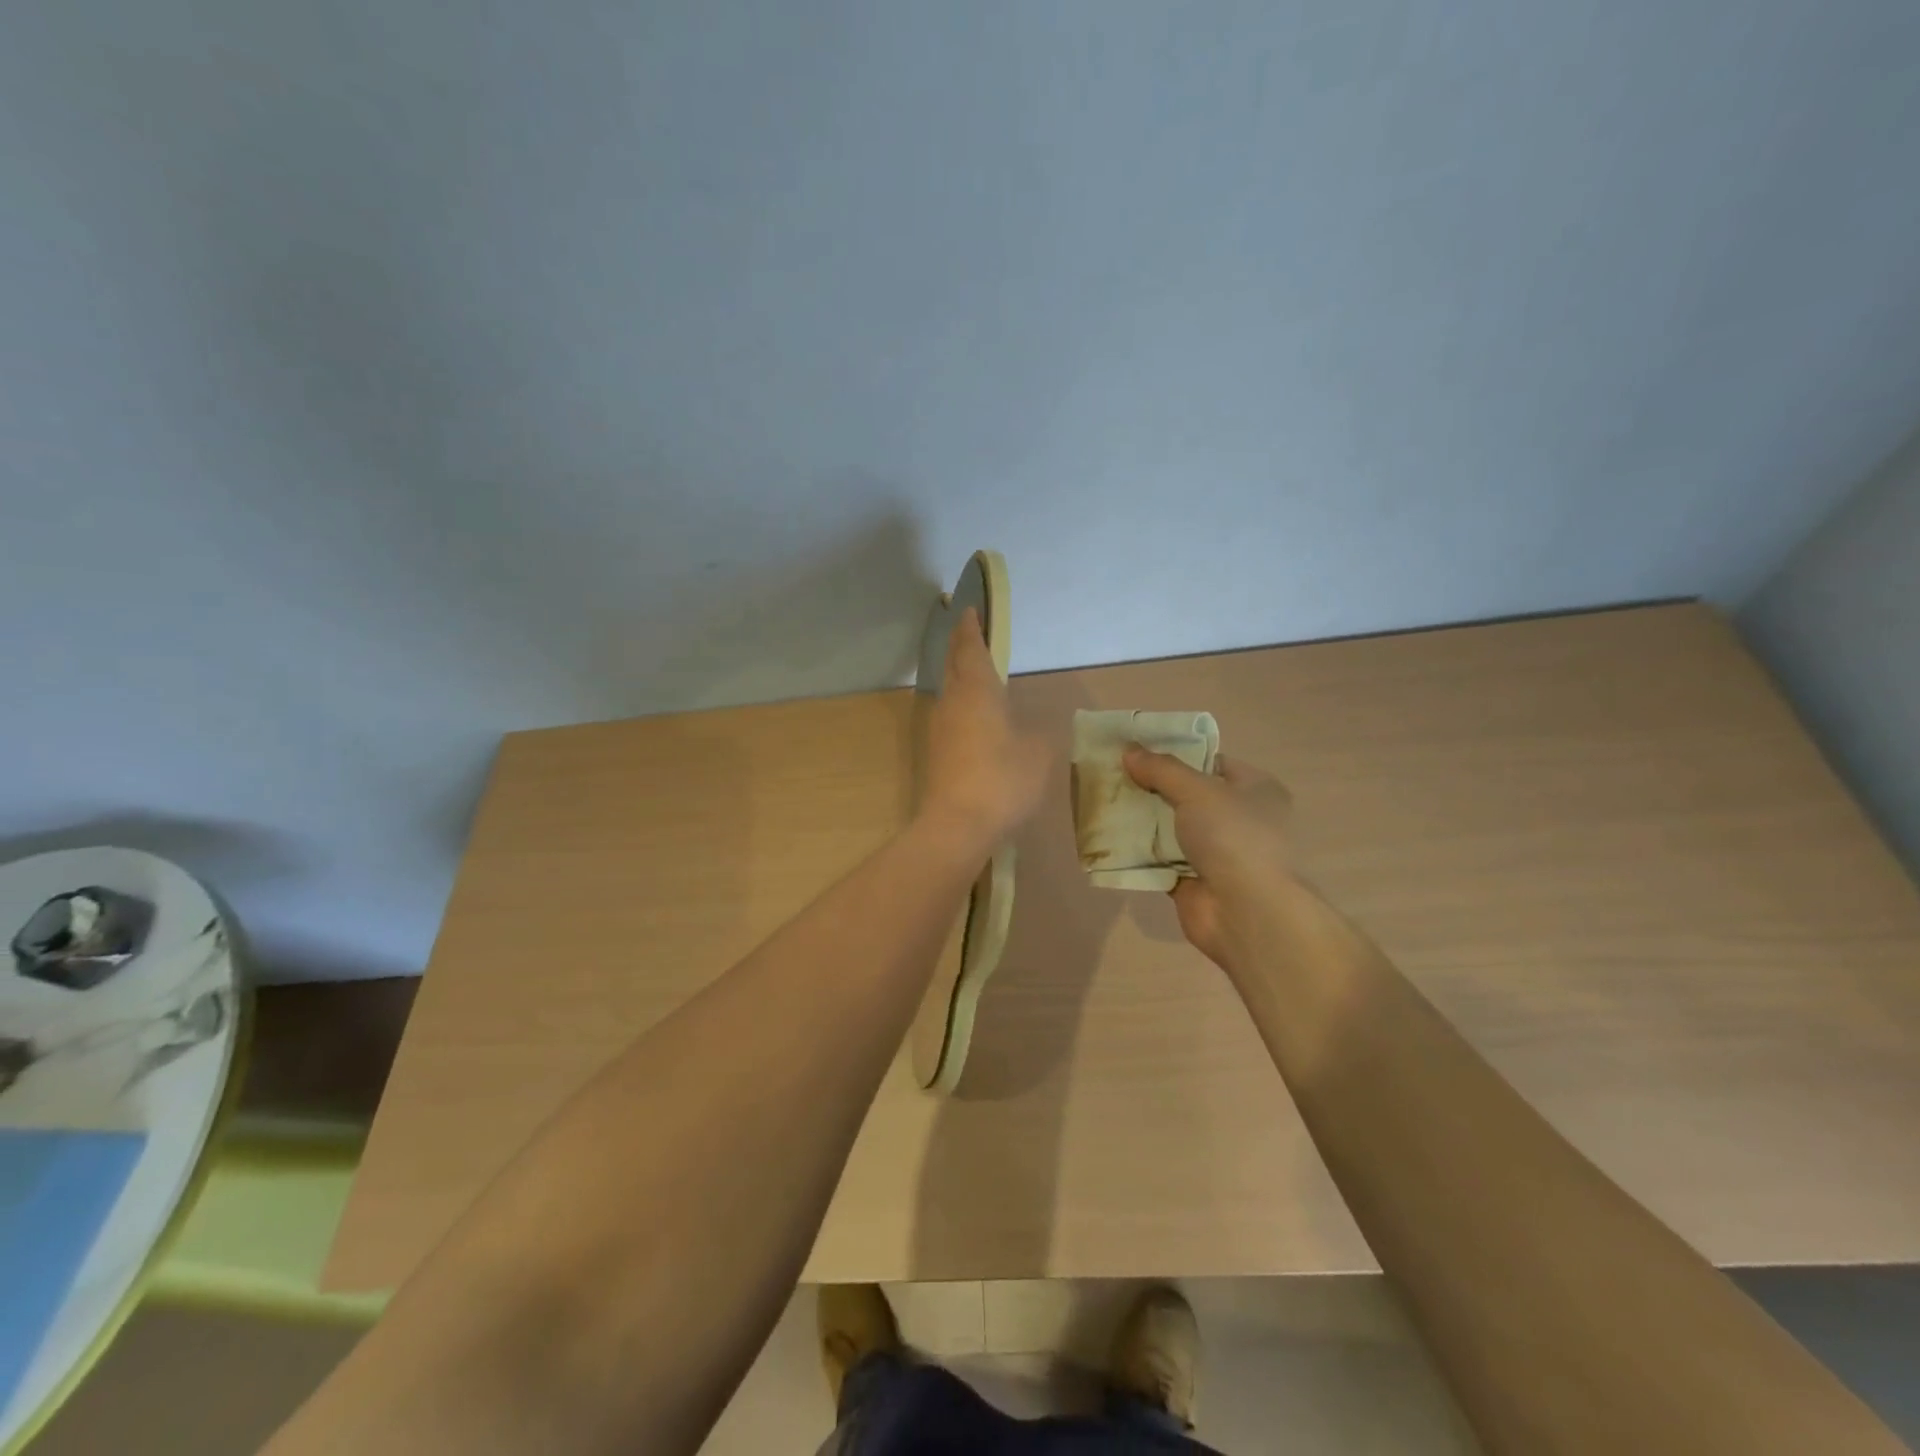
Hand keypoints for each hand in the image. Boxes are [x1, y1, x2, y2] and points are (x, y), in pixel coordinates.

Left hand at [919, 608, 1052, 847]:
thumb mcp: (1039, 753)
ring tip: (976, 673)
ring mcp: (939, 729)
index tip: (968, 611)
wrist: (957, 825)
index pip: (971, 648)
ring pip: (949, 692)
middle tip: (971, 634)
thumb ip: (1038, 732)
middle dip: (961, 647)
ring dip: (960, 677)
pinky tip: (975, 718)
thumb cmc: (1003, 780)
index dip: (971, 628)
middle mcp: (952, 702)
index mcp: (977, 691)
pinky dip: (961, 705)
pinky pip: (950, 716)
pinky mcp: (936, 753)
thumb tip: (1030, 728)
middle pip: (954, 665)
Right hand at [1122, 747, 1292, 969]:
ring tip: (1104, 801)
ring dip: (1142, 820)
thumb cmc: (1233, 837)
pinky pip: (1160, 860)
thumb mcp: (1197, 790)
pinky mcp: (1194, 881)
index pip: (1211, 763)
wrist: (1246, 912)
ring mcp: (1217, 853)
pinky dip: (1139, 852)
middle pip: (1187, 795)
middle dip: (1152, 787)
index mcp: (1255, 790)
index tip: (1138, 751)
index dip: (1176, 755)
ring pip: (1171, 828)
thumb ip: (1161, 769)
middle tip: (1113, 775)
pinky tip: (1109, 838)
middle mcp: (1240, 819)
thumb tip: (1128, 750)